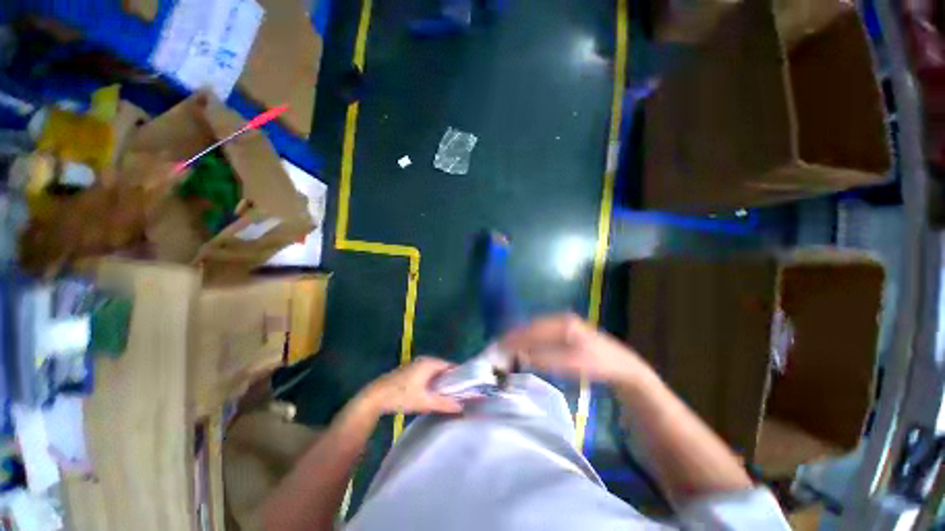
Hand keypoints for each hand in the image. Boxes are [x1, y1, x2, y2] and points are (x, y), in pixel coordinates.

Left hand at [360, 357, 462, 415]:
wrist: (375, 397)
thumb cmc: (402, 396)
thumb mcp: (425, 402)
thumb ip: (444, 404)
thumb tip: (461, 407)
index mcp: (430, 362)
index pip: (451, 366)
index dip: (459, 377)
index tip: (466, 389)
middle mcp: (424, 360)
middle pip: (443, 369)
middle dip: (450, 381)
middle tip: (457, 395)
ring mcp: (416, 365)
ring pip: (434, 373)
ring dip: (440, 383)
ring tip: (447, 397)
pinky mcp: (410, 372)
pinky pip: (427, 375)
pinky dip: (432, 383)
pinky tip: (432, 395)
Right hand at [500, 314, 652, 384]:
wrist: (622, 365)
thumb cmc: (598, 364)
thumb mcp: (572, 364)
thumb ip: (545, 359)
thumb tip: (521, 356)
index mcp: (562, 323)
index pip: (532, 330)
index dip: (514, 339)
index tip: (499, 347)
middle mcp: (559, 319)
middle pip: (531, 326)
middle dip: (514, 337)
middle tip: (498, 347)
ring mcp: (562, 322)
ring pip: (535, 329)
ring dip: (521, 338)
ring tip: (506, 347)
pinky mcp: (563, 329)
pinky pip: (541, 333)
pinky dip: (529, 339)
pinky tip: (523, 347)